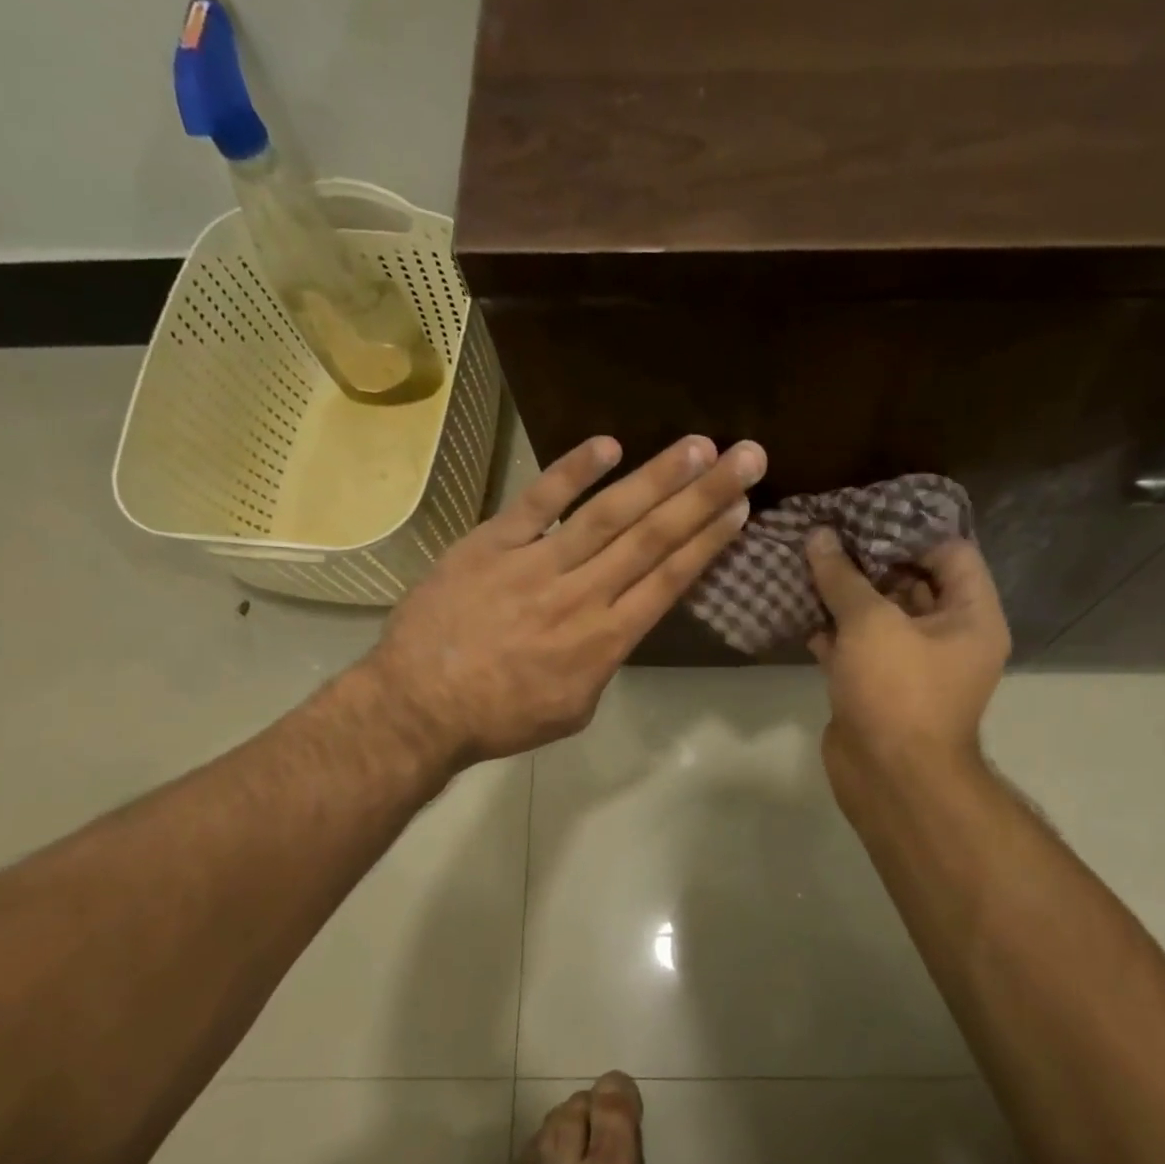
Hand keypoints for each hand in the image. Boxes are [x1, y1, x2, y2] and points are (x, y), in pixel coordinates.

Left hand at [367, 433, 766, 767]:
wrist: (419, 708)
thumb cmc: (501, 718)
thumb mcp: (574, 706)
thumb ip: (604, 660)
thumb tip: (616, 623)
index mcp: (606, 640)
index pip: (670, 579)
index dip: (709, 540)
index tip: (740, 507)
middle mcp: (582, 595)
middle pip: (654, 538)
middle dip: (704, 495)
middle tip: (745, 456)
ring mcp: (536, 565)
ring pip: (608, 515)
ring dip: (656, 477)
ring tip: (698, 446)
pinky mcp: (492, 544)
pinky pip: (538, 502)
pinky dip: (572, 471)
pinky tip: (609, 444)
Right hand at [805, 530, 1009, 784]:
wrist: (889, 777)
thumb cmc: (897, 690)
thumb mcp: (871, 623)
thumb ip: (844, 578)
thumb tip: (820, 536)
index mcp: (970, 616)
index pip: (951, 553)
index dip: (910, 532)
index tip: (865, 517)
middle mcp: (947, 636)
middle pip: (911, 582)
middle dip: (868, 560)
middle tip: (827, 534)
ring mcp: (911, 664)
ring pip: (878, 616)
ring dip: (844, 595)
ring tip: (806, 562)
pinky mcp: (877, 686)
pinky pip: (857, 647)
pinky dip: (831, 631)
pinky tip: (798, 609)